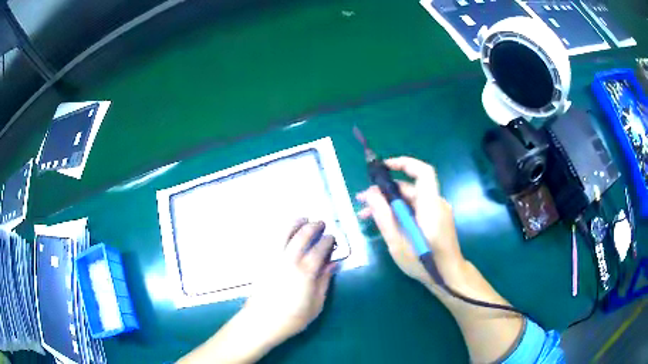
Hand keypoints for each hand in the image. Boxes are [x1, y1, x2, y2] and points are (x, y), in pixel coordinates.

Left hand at [242, 219, 336, 345]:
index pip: (319, 249)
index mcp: (305, 272)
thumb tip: (333, 264)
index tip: (332, 236)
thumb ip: (324, 282)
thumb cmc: (292, 318)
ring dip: (295, 223)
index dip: (327, 240)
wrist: (261, 322)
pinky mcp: (263, 261)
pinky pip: (271, 240)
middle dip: (313, 226)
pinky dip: (280, 231)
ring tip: (303, 219)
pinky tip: (285, 230)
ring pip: (284, 233)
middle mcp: (289, 261)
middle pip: (302, 236)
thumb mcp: (316, 305)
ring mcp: (273, 259)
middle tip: (320, 222)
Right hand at [357, 157, 465, 289]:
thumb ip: (384, 217)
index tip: (383, 167)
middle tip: (362, 201)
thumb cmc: (424, 263)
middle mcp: (437, 203)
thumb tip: (370, 194)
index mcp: (431, 206)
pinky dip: (400, 211)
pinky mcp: (436, 219)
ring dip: (389, 203)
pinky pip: (416, 208)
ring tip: (366, 214)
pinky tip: (384, 221)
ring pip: (411, 199)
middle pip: (410, 188)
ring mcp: (438, 211)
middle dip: (384, 191)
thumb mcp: (398, 243)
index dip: (404, 163)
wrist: (448, 277)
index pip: (423, 172)